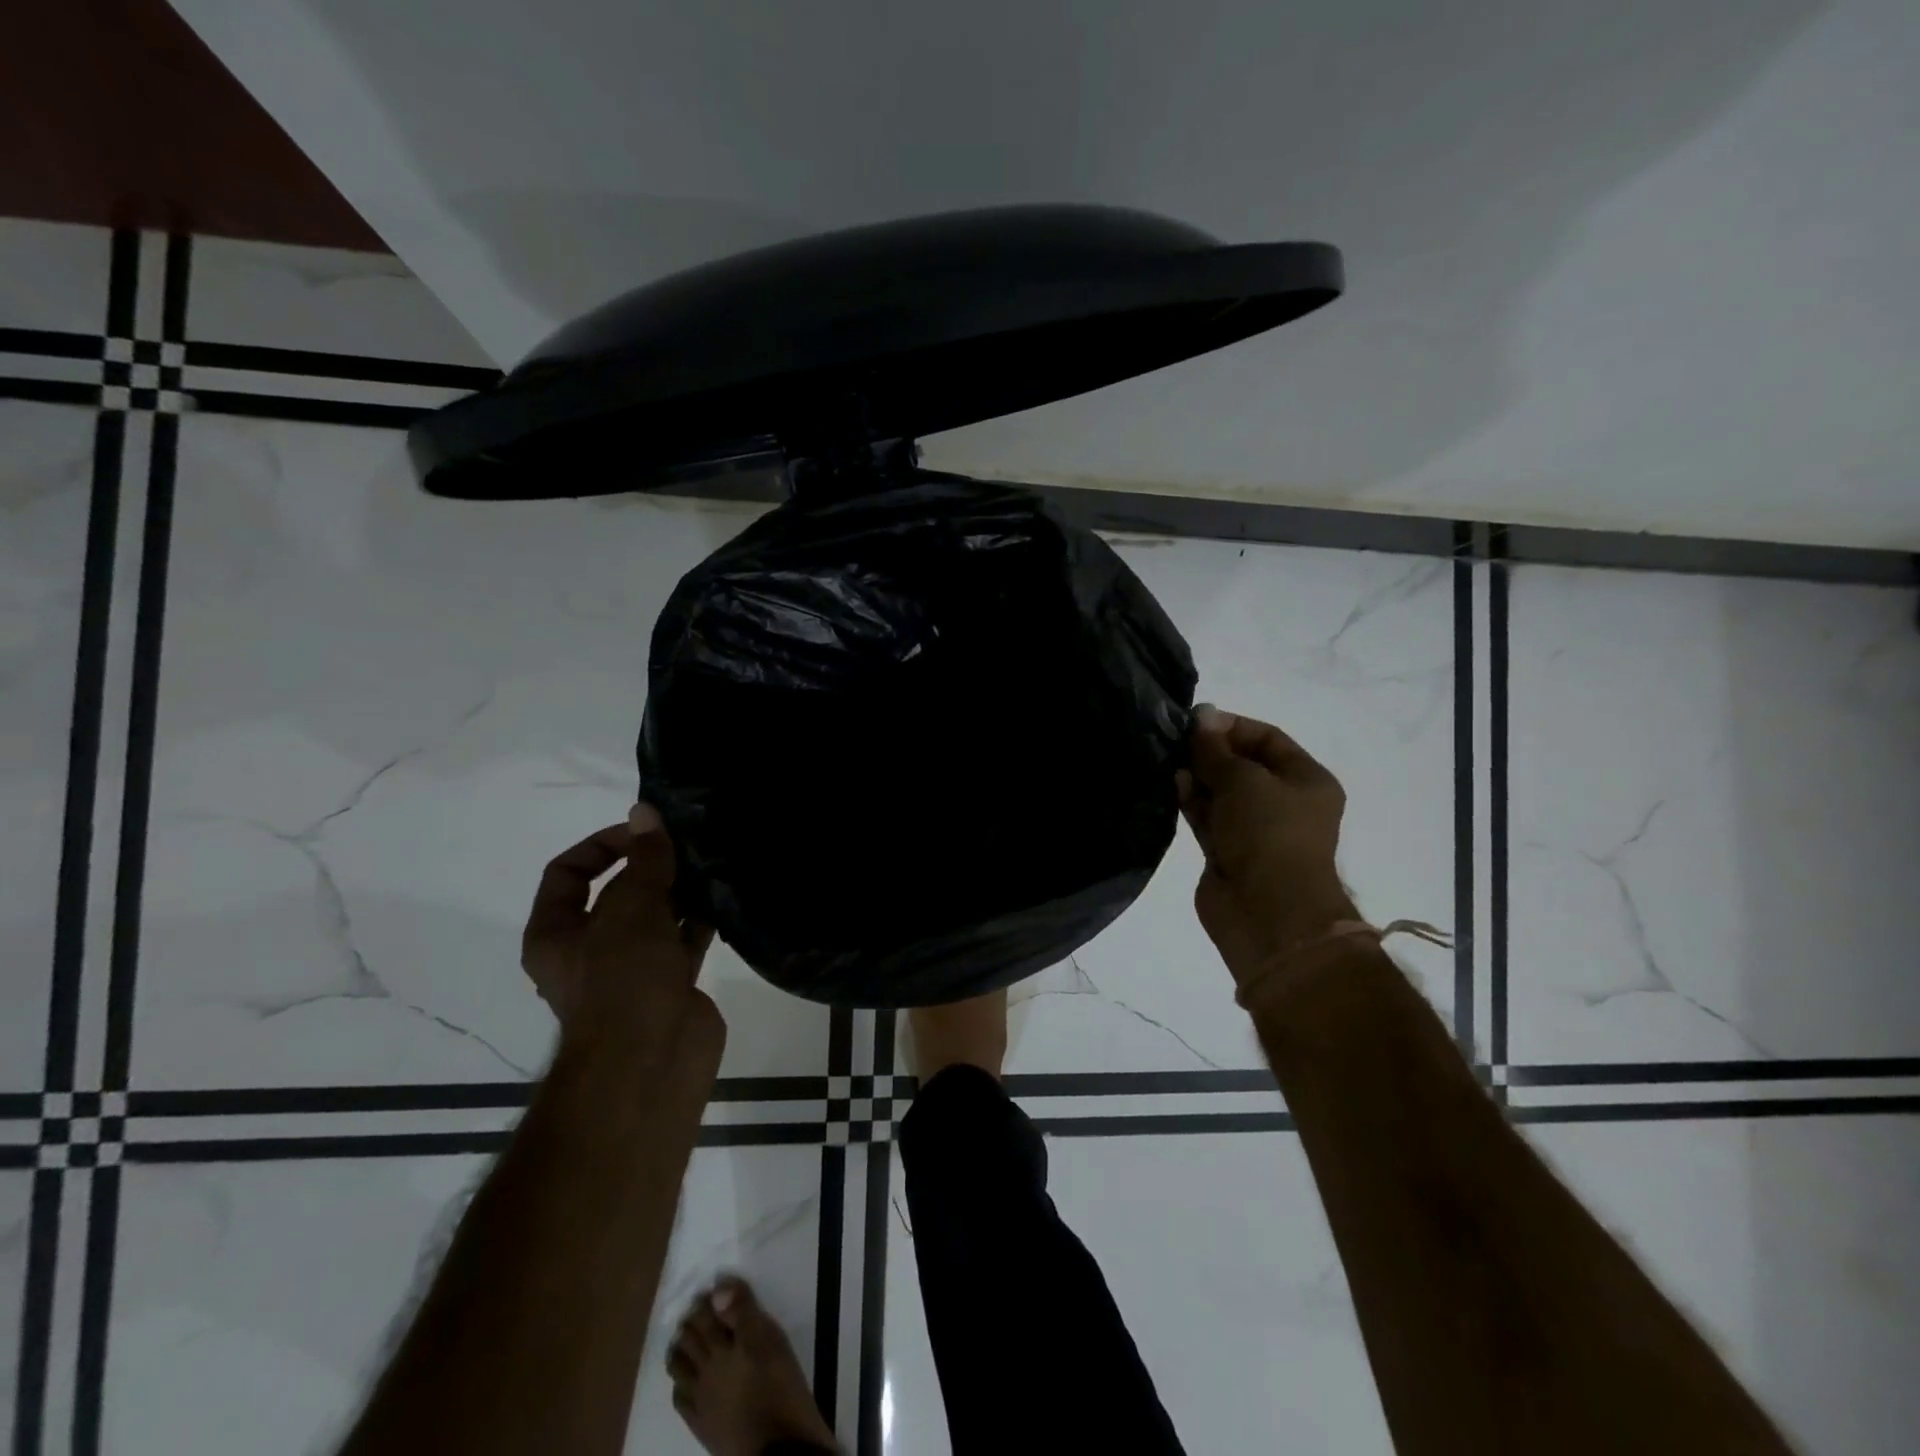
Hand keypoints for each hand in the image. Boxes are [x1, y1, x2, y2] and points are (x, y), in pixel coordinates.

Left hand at [521, 803, 723, 1066]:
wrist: (651, 1064)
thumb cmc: (623, 981)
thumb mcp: (631, 910)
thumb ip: (645, 860)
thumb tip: (645, 811)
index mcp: (556, 934)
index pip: (568, 873)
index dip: (602, 845)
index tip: (645, 833)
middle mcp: (590, 948)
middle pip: (618, 892)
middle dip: (651, 866)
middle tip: (689, 842)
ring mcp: (632, 968)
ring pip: (656, 915)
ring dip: (680, 890)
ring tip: (713, 861)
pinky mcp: (670, 983)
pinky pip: (685, 939)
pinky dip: (702, 918)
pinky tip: (726, 895)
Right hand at [1179, 706, 1358, 985]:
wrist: (1267, 912)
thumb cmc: (1269, 834)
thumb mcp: (1243, 779)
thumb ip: (1216, 749)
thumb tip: (1201, 717)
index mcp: (1305, 780)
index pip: (1267, 738)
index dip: (1231, 726)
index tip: (1194, 720)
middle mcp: (1283, 802)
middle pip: (1242, 765)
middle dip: (1210, 752)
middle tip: (1175, 740)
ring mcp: (1254, 830)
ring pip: (1220, 792)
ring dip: (1197, 776)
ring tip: (1170, 762)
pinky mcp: (1227, 852)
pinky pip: (1207, 817)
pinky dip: (1192, 801)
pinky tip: (1173, 785)